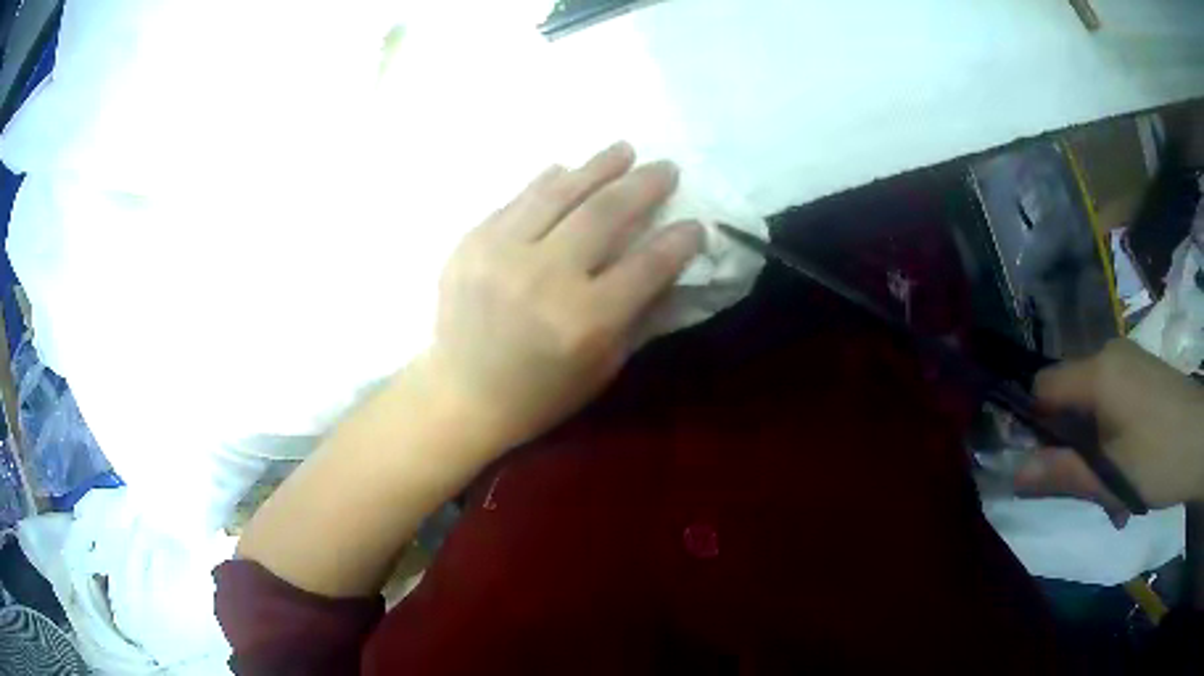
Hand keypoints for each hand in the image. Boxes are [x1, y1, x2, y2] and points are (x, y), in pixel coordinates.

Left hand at [421, 141, 702, 454]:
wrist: (460, 395)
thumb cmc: (540, 393)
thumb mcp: (603, 367)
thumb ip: (638, 312)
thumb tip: (667, 262)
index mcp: (584, 320)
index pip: (647, 264)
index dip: (679, 241)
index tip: (695, 225)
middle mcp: (544, 278)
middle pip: (605, 214)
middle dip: (643, 185)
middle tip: (665, 168)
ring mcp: (501, 253)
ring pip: (559, 193)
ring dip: (597, 166)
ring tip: (623, 150)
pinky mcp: (470, 242)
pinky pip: (517, 200)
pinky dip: (546, 182)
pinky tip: (566, 170)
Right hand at [1014, 338, 1203, 525]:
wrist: (1200, 439)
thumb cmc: (1159, 458)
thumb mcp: (1109, 477)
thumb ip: (1062, 473)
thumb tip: (1014, 476)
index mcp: (1097, 372)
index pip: (1042, 386)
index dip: (1034, 423)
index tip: (1045, 465)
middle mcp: (1108, 354)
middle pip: (1069, 398)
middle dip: (1070, 446)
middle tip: (1088, 489)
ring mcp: (1128, 361)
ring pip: (1092, 405)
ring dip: (1094, 448)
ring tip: (1113, 491)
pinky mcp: (1142, 373)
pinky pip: (1112, 401)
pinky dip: (1111, 437)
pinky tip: (1128, 469)